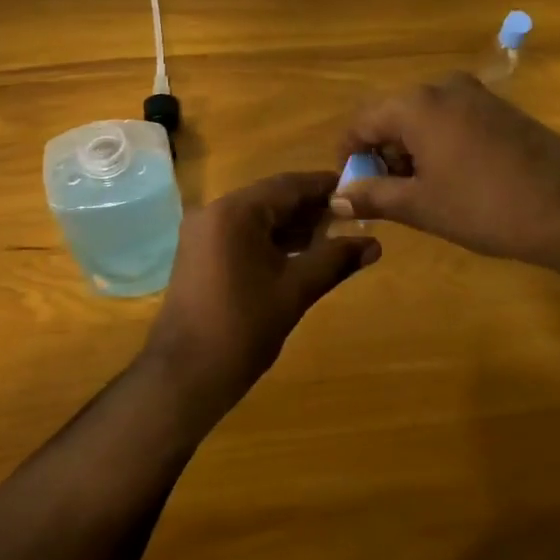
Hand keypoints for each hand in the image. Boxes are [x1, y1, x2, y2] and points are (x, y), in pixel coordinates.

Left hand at [141, 172, 380, 423]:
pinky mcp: (201, 254)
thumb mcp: (295, 290)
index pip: (288, 185)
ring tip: (336, 236)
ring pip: (258, 217)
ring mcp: (204, 233)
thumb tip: (375, 245)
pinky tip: (303, 253)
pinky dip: (272, 240)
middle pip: (272, 198)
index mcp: (235, 212)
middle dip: (312, 208)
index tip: (359, 190)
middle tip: (354, 217)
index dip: (325, 187)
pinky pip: (243, 234)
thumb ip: (334, 260)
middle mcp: (215, 211)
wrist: (185, 374)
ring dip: (293, 225)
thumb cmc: (242, 327)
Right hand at [335, 73, 559, 268]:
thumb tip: (338, 197)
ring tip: (417, 192)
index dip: (349, 155)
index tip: (351, 188)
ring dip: (410, 150)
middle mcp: (443, 87)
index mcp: (416, 104)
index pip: (362, 121)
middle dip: (381, 153)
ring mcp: (476, 94)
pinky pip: (452, 119)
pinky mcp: (500, 108)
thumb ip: (373, 196)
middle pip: (392, 115)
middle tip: (383, 194)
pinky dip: (438, 144)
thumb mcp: (421, 206)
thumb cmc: (485, 207)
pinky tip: (451, 178)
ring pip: (423, 117)